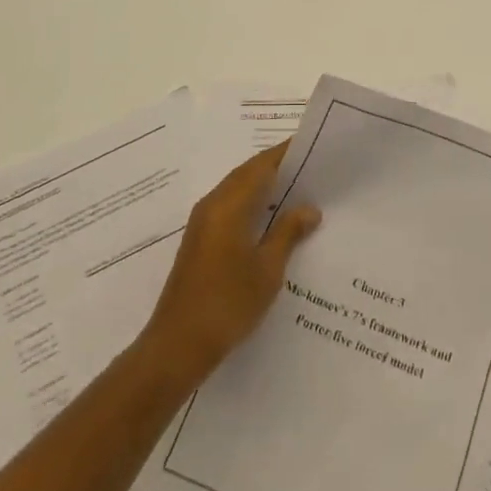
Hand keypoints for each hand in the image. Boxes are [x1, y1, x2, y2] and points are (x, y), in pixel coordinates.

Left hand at [138, 142, 321, 389]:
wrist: (178, 345)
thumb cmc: (227, 304)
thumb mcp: (267, 269)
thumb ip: (288, 232)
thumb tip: (309, 208)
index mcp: (228, 205)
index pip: (261, 165)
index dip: (286, 153)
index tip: (312, 145)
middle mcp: (212, 205)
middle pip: (247, 173)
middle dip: (277, 166)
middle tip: (312, 167)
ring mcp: (203, 223)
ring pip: (237, 190)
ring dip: (264, 185)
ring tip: (299, 189)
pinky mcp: (200, 241)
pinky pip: (230, 207)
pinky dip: (252, 203)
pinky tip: (272, 218)